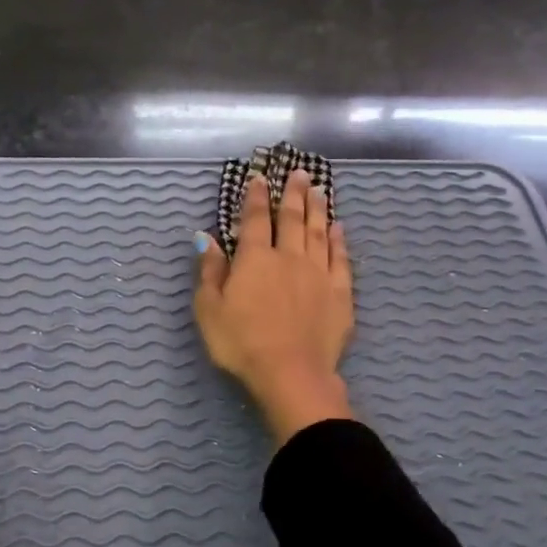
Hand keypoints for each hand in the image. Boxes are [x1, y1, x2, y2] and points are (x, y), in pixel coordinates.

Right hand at [194, 168, 354, 443]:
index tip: (259, 178)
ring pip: (319, 232)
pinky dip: (339, 240)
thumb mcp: (209, 309)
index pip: (256, 219)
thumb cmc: (241, 343)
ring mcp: (318, 274)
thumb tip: (206, 237)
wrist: (291, 373)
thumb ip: (210, 270)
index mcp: (255, 259)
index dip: (256, 197)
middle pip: (293, 218)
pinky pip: (340, 259)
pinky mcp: (340, 293)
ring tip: (318, 189)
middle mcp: (289, 257)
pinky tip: (339, 228)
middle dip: (293, 193)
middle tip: (299, 173)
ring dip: (317, 209)